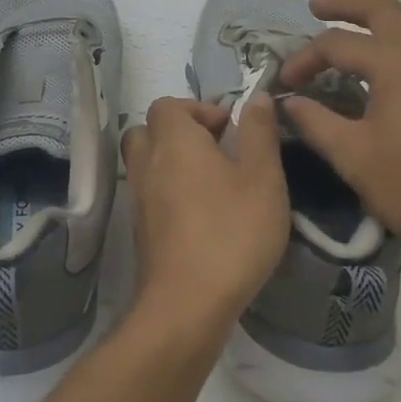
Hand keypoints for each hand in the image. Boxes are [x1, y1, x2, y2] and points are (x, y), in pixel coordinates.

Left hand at [120, 96, 290, 334]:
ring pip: (146, 164)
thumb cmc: (231, 233)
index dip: (198, 109)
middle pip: (149, 131)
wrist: (187, 304)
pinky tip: (201, 217)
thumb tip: (258, 97)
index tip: (228, 131)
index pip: (168, 105)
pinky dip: (168, 194)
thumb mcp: (263, 178)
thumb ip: (259, 134)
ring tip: (212, 185)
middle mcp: (147, 163)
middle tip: (216, 152)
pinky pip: (149, 195)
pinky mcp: (139, 231)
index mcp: (174, 141)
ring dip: (173, 164)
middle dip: (180, 134)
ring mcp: (137, 199)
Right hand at [279, 0, 400, 260]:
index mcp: (397, 62)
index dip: (304, 59)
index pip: (336, 44)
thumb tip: (288, 102)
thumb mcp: (355, 157)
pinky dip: (397, 36)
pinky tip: (384, 61)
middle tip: (315, 8)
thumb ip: (316, 123)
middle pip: (382, 10)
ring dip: (375, 17)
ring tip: (348, 28)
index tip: (283, 83)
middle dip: (346, 5)